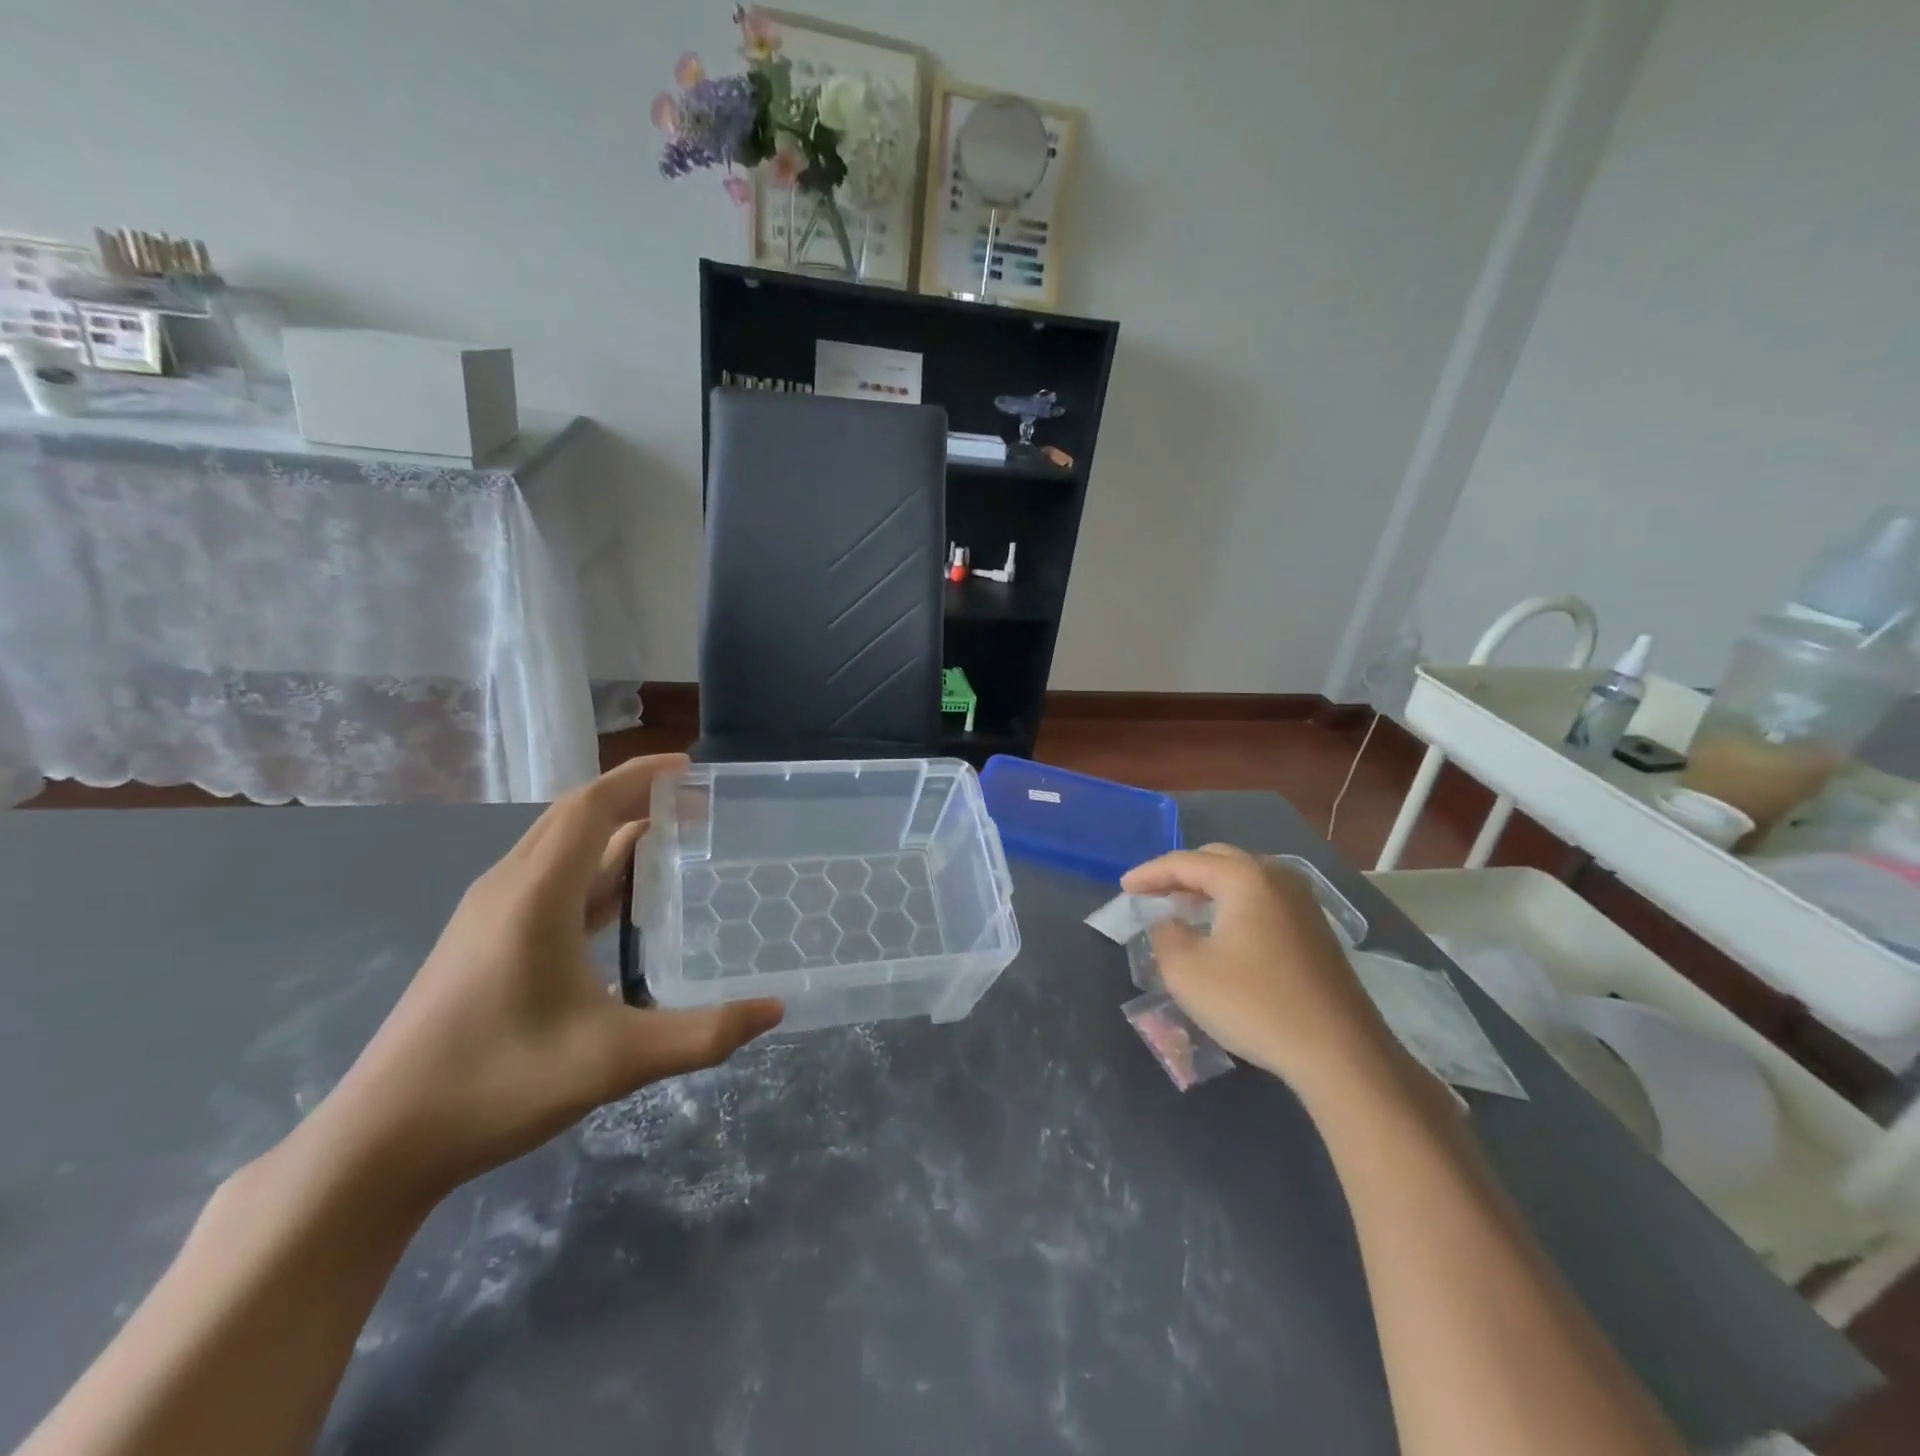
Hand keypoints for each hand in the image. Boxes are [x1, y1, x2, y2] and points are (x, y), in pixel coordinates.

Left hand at [306, 755, 782, 1199]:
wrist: (378, 1144)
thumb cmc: (496, 1085)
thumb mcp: (613, 1061)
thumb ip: (701, 1034)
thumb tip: (774, 1011)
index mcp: (534, 897)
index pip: (590, 807)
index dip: (639, 778)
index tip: (690, 767)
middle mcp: (508, 889)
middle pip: (573, 817)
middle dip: (633, 798)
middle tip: (694, 804)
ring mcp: (489, 915)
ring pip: (558, 849)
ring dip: (612, 833)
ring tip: (669, 840)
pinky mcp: (483, 940)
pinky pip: (547, 880)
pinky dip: (591, 870)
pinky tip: (622, 901)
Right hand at [1121, 845, 1397, 1095]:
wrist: (1339, 1051)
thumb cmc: (1254, 1004)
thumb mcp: (1187, 971)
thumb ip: (1165, 936)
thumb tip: (1168, 922)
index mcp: (1244, 878)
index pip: (1185, 862)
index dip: (1149, 873)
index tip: (1124, 887)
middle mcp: (1276, 877)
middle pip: (1218, 860)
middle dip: (1180, 874)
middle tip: (1152, 893)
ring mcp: (1302, 901)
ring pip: (1243, 878)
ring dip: (1208, 888)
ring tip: (1181, 909)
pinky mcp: (1315, 928)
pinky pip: (1263, 899)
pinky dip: (1234, 904)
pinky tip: (1221, 929)